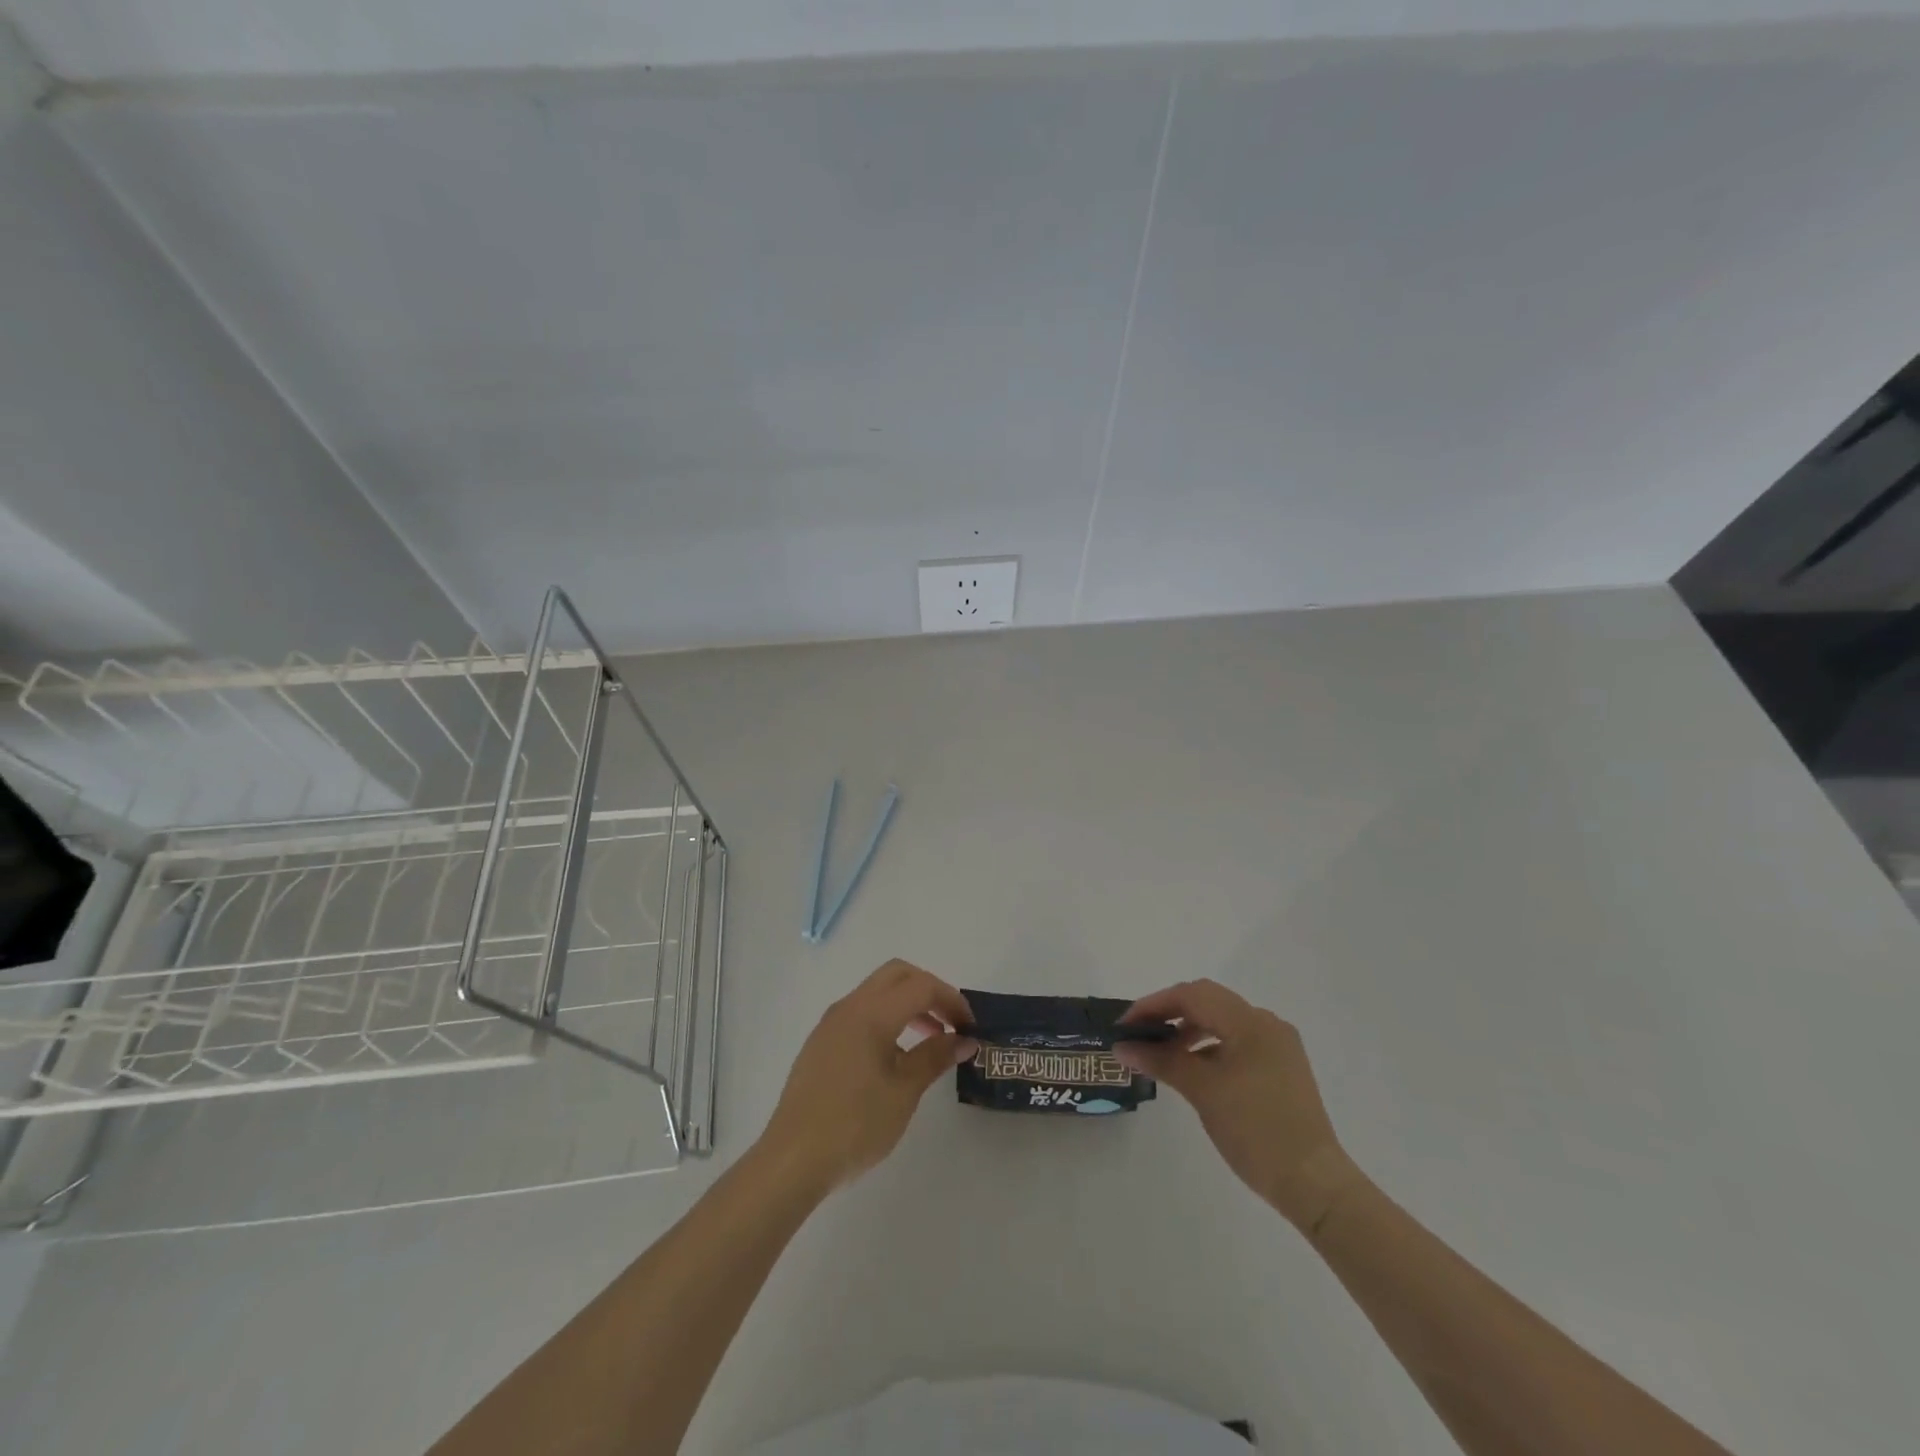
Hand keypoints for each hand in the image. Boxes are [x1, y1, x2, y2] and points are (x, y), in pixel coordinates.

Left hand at [758, 960, 976, 1195]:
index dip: (951, 1000)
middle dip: (929, 990)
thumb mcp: (904, 1091)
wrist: (792, 1160)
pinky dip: (887, 1018)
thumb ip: (935, 1057)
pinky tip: (896, 1056)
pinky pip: (861, 1012)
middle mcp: (849, 1007)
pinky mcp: (822, 1042)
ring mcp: (831, 1023)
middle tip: (951, 1022)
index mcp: (871, 1013)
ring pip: (877, 992)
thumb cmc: (855, 1125)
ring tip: (931, 1040)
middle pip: (898, 975)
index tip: (970, 1027)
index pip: (921, 986)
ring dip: (908, 1004)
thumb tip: (964, 1040)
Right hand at [1117, 980, 1363, 1232]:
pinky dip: (1209, 1047)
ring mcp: (1277, 1046)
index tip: (1125, 1026)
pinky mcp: (1281, 1068)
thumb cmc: (1255, 1130)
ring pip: (1222, 1021)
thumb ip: (1161, 1060)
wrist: (1313, 1183)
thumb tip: (1122, 1047)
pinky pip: (1236, 1042)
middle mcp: (1266, 1024)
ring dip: (1188, 1030)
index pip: (1192, 995)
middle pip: (1208, 1001)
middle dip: (1170, 1013)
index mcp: (1250, 1022)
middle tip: (1139, 1034)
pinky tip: (1192, 1068)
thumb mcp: (1202, 1091)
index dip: (1154, 1005)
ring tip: (1161, 1053)